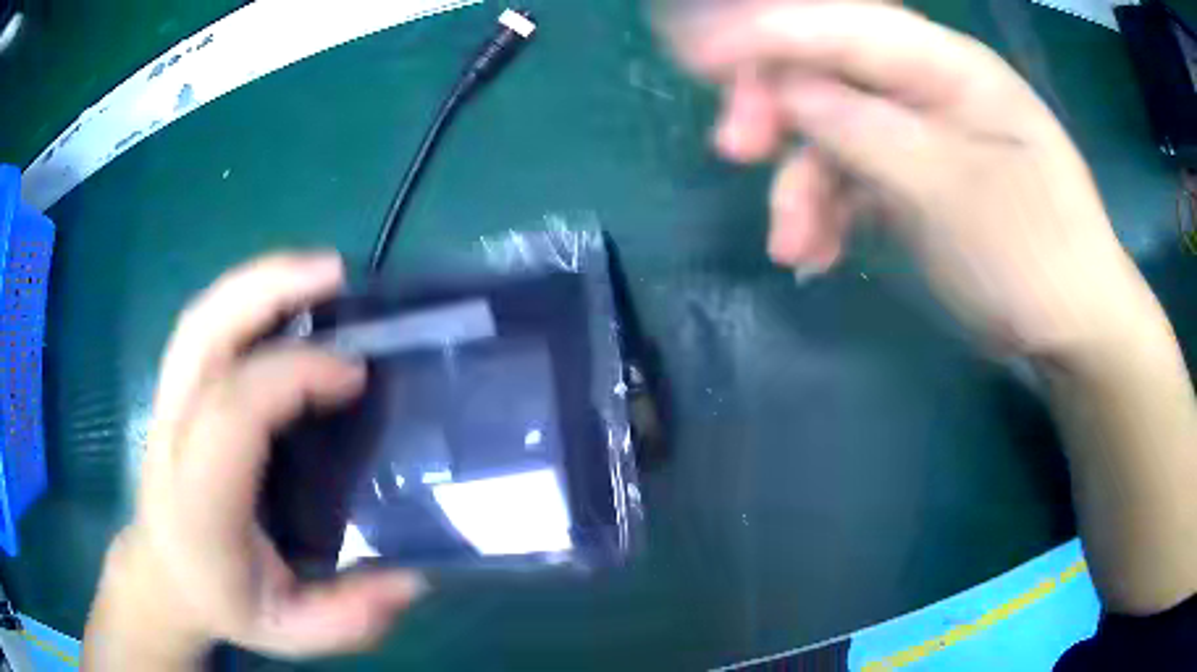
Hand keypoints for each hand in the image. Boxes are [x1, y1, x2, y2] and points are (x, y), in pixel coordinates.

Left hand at [85, 253, 424, 669]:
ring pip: (200, 317)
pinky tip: (282, 299)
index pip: (234, 410)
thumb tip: (411, 577)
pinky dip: (244, 296)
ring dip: (257, 281)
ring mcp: (167, 402)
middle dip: (267, 290)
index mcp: (200, 499)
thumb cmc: (224, 599)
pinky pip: (202, 324)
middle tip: (335, 274)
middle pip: (203, 334)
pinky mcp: (174, 389)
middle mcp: (173, 435)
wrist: (164, 573)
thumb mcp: (291, 632)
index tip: (355, 375)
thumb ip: (349, 616)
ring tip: (317, 272)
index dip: (294, 375)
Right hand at [665, 2, 1156, 354]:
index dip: (771, 33)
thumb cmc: (1034, 256)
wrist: (1072, 328)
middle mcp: (931, 90)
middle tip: (735, 150)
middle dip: (778, 107)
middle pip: (830, 70)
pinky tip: (817, 255)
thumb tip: (788, 93)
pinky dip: (828, 213)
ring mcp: (921, 136)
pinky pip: (853, 179)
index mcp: (952, 69)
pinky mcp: (915, 180)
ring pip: (834, 134)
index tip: (699, 54)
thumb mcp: (952, 193)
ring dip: (801, 184)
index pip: (847, 27)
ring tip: (790, 245)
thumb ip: (868, 132)